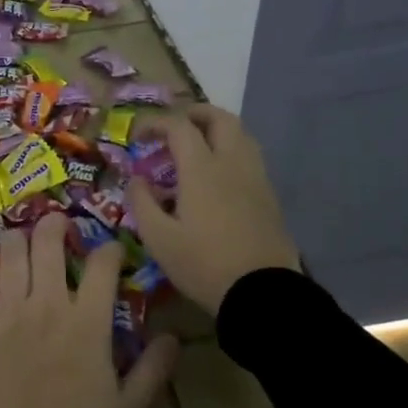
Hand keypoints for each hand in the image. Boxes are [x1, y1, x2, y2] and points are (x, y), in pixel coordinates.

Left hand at [0, 214, 178, 407]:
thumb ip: (152, 369)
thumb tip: (172, 336)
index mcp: (88, 322)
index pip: (103, 264)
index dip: (110, 248)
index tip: (112, 251)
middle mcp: (48, 304)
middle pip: (48, 241)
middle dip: (56, 224)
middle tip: (60, 225)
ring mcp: (9, 311)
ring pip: (10, 252)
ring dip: (18, 239)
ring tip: (23, 241)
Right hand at [127, 104, 301, 315]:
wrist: (263, 294)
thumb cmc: (204, 264)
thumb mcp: (158, 239)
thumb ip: (142, 202)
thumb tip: (137, 179)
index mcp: (202, 169)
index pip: (179, 126)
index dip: (156, 123)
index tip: (139, 136)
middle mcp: (232, 163)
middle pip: (220, 118)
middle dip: (195, 113)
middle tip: (174, 127)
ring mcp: (255, 178)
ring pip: (241, 135)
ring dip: (217, 130)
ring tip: (197, 147)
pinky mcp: (269, 197)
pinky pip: (250, 158)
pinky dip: (231, 152)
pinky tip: (217, 177)